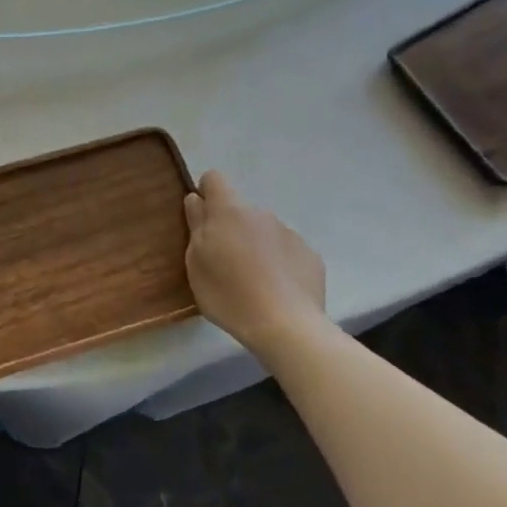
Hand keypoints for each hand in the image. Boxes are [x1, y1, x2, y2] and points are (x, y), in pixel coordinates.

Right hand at [183, 171, 328, 353]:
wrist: (287, 327)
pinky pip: (286, 251)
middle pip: (239, 211)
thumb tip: (195, 199)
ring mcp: (289, 233)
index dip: (205, 194)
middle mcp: (261, 214)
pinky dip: (278, 263)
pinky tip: (276, 290)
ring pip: (264, 231)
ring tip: (252, 281)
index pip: (214, 179)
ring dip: (255, 246)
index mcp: (229, 211)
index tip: (201, 219)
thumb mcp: (196, 263)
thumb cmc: (229, 294)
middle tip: (224, 263)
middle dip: (230, 228)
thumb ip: (196, 225)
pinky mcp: (310, 255)